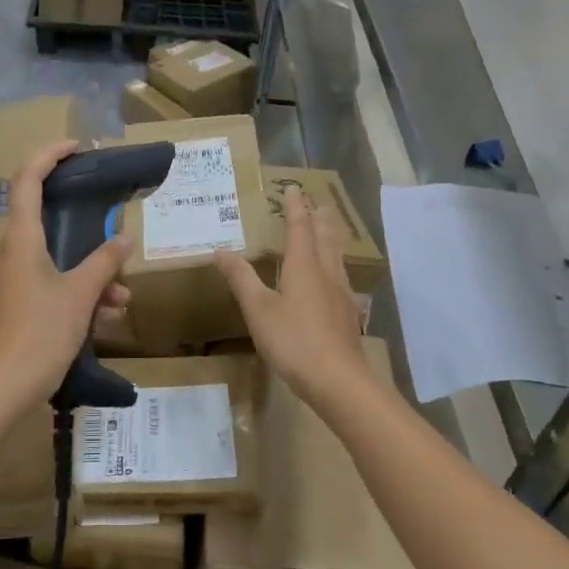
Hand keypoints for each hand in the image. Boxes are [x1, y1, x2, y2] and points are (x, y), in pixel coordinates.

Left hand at [0, 142, 133, 404]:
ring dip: (88, 275)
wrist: (3, 388)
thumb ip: (103, 263)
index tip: (75, 148)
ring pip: (52, 261)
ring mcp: (7, 280)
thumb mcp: (81, 295)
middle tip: (112, 235)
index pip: (27, 180)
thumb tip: (123, 238)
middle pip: (45, 223)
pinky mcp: (11, 305)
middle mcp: (8, 253)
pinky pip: (46, 284)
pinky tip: (103, 319)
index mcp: (20, 240)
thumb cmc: (42, 332)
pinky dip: (74, 293)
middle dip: (86, 234)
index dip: (49, 156)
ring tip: (120, 300)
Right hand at [218, 191, 367, 401]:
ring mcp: (342, 294)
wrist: (338, 380)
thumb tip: (221, 250)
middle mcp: (327, 273)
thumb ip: (241, 279)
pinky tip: (335, 279)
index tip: (293, 188)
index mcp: (304, 266)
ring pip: (337, 257)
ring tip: (328, 231)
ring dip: (331, 238)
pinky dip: (335, 265)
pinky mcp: (348, 315)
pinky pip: (342, 278)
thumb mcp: (258, 309)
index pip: (299, 227)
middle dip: (319, 219)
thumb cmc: (294, 340)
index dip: (295, 207)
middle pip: (325, 238)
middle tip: (318, 203)